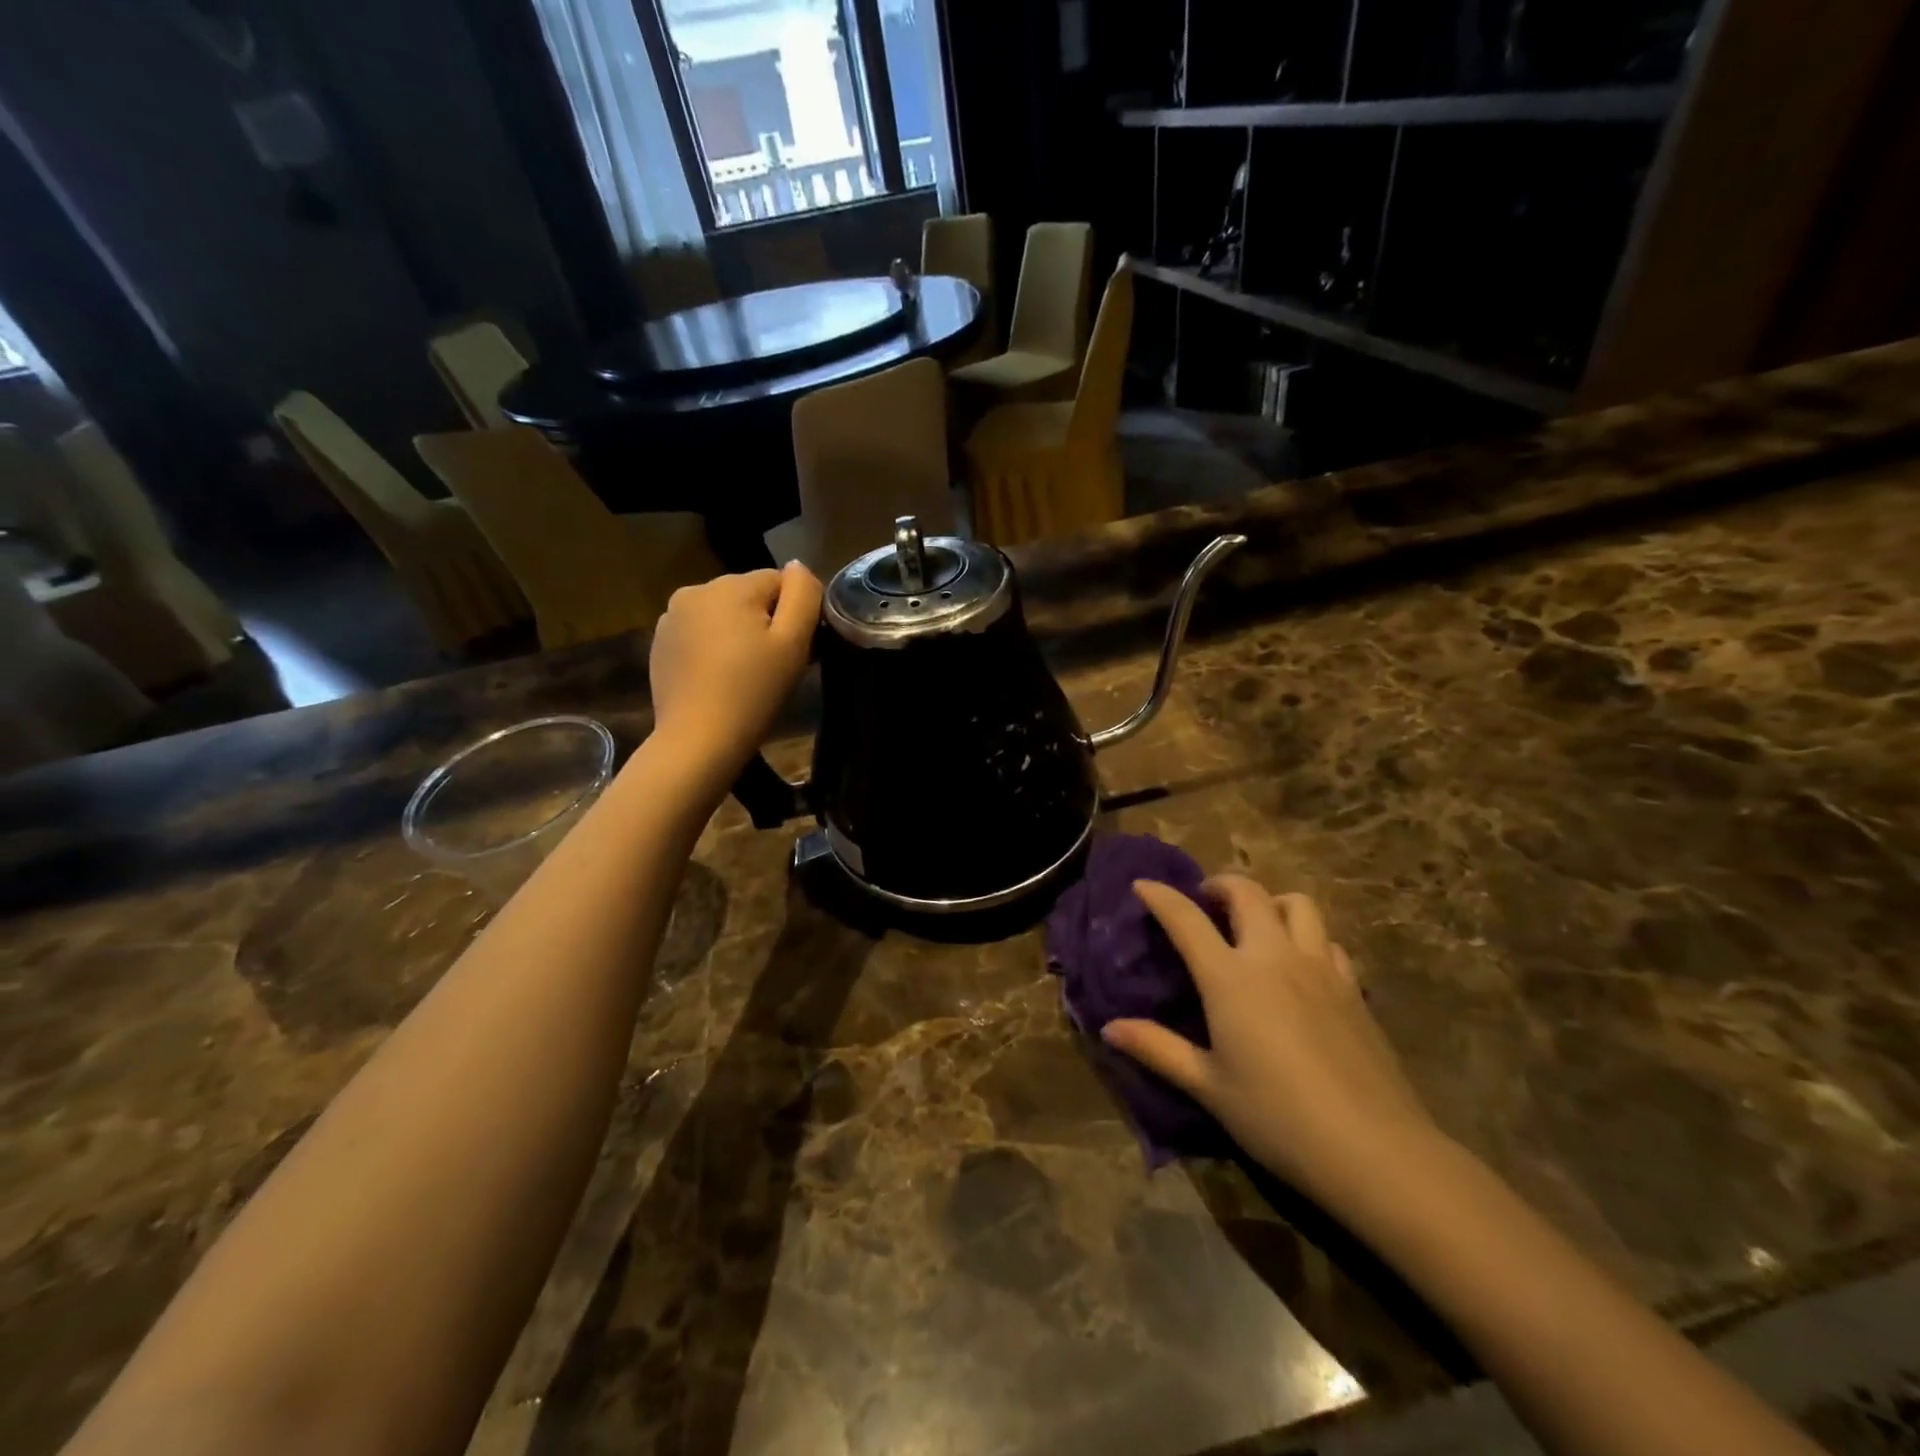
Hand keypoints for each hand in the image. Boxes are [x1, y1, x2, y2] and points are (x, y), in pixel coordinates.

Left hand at [648, 563, 822, 775]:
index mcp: (730, 585)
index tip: (799, 649)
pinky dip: (714, 648)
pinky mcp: (660, 644)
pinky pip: (700, 634)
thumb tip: (800, 567)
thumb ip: (804, 595)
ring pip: (723, 614)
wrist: (698, 740)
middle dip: (765, 622)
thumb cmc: (754, 691)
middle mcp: (695, 590)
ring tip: (746, 675)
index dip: (796, 614)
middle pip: (749, 596)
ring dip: (739, 634)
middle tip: (776, 666)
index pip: (780, 581)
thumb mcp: (793, 642)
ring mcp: (671, 617)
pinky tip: (720, 679)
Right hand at [1104, 877, 1440, 1207]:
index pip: (1186, 919)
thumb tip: (1109, 1028)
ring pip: (1297, 904)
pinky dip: (1307, 937)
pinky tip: (1300, 965)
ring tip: (1256, 923)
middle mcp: (1274, 958)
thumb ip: (1158, 1049)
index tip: (1143, 885)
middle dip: (1220, 884)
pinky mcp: (1352, 988)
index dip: (1161, 896)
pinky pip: (1328, 941)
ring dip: (1270, 901)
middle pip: (1247, 893)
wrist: (1375, 1150)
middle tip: (1205, 901)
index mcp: (1230, 979)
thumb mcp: (1208, 1087)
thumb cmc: (1278, 1118)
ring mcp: (1319, 969)